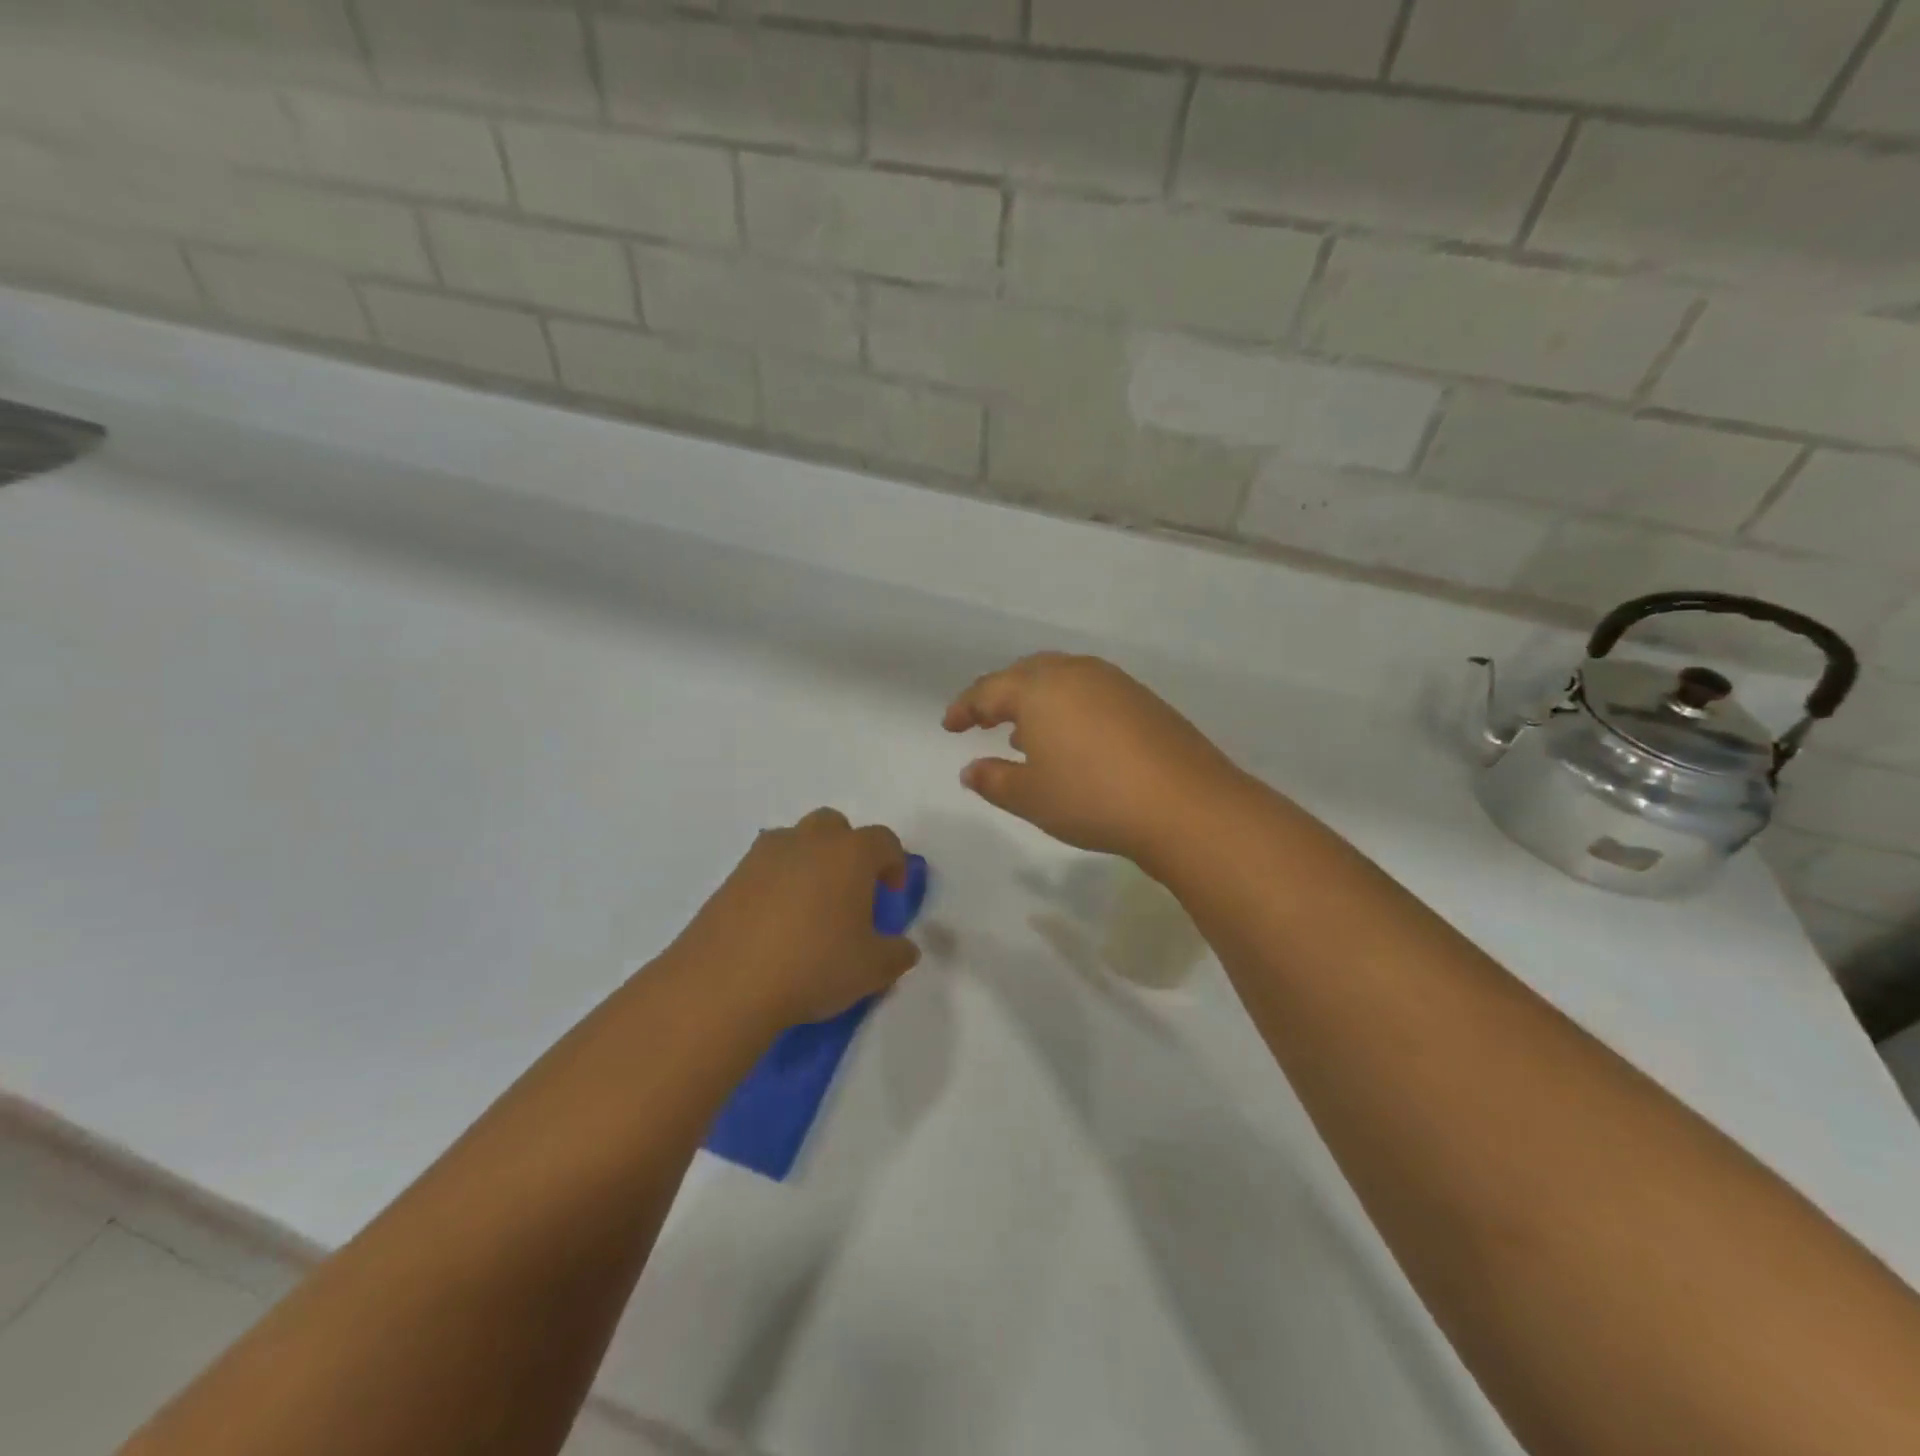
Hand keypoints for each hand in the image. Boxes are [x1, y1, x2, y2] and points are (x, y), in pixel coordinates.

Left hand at [674, 809, 920, 1028]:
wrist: (724, 983)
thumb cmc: (813, 965)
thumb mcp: (872, 970)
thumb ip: (897, 955)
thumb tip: (904, 948)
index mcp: (850, 853)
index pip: (884, 840)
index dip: (894, 863)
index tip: (892, 893)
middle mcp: (808, 841)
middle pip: (835, 827)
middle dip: (848, 850)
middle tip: (851, 891)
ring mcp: (764, 855)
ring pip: (796, 842)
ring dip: (810, 862)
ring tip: (811, 908)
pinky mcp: (731, 877)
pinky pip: (765, 868)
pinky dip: (777, 884)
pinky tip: (776, 924)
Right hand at [943, 653, 1243, 866]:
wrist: (1184, 804)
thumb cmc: (1091, 798)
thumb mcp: (1030, 797)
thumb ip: (993, 779)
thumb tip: (970, 769)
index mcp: (1039, 688)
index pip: (988, 690)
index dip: (964, 708)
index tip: (949, 725)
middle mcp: (1075, 673)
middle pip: (1025, 674)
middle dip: (1000, 695)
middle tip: (984, 719)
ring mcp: (1114, 683)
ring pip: (1062, 680)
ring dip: (1037, 701)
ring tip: (1024, 732)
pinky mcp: (1143, 700)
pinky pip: (1090, 692)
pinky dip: (1069, 708)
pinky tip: (1072, 739)